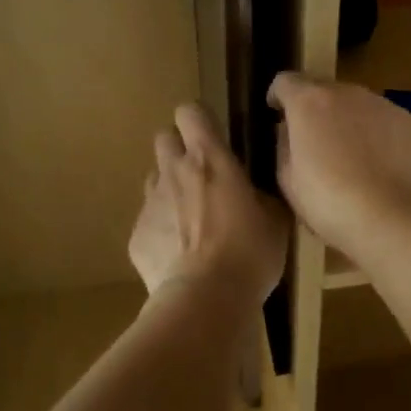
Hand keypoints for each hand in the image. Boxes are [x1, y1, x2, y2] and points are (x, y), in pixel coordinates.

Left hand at [130, 104, 288, 299]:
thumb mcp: (275, 219)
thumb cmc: (249, 252)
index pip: (190, 112)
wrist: (205, 298)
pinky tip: (180, 257)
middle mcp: (173, 172)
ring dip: (170, 190)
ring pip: (154, 180)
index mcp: (209, 159)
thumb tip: (256, 192)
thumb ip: (261, 194)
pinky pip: (148, 222)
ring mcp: (149, 204)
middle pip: (163, 138)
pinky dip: (161, 231)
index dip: (199, 120)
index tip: (213, 137)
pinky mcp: (136, 236)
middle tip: (202, 176)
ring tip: (191, 220)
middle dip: (179, 149)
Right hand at [266, 73, 410, 258]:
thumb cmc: (329, 203)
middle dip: (317, 110)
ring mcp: (385, 105)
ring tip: (352, 158)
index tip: (277, 113)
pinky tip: (381, 168)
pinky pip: (387, 123)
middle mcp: (349, 93)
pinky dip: (379, 137)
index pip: (286, 81)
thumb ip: (284, 145)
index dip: (278, 96)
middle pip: (325, 90)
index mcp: (310, 102)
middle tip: (316, 143)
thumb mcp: (288, 179)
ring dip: (350, 122)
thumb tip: (290, 132)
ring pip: (359, 106)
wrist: (392, 219)